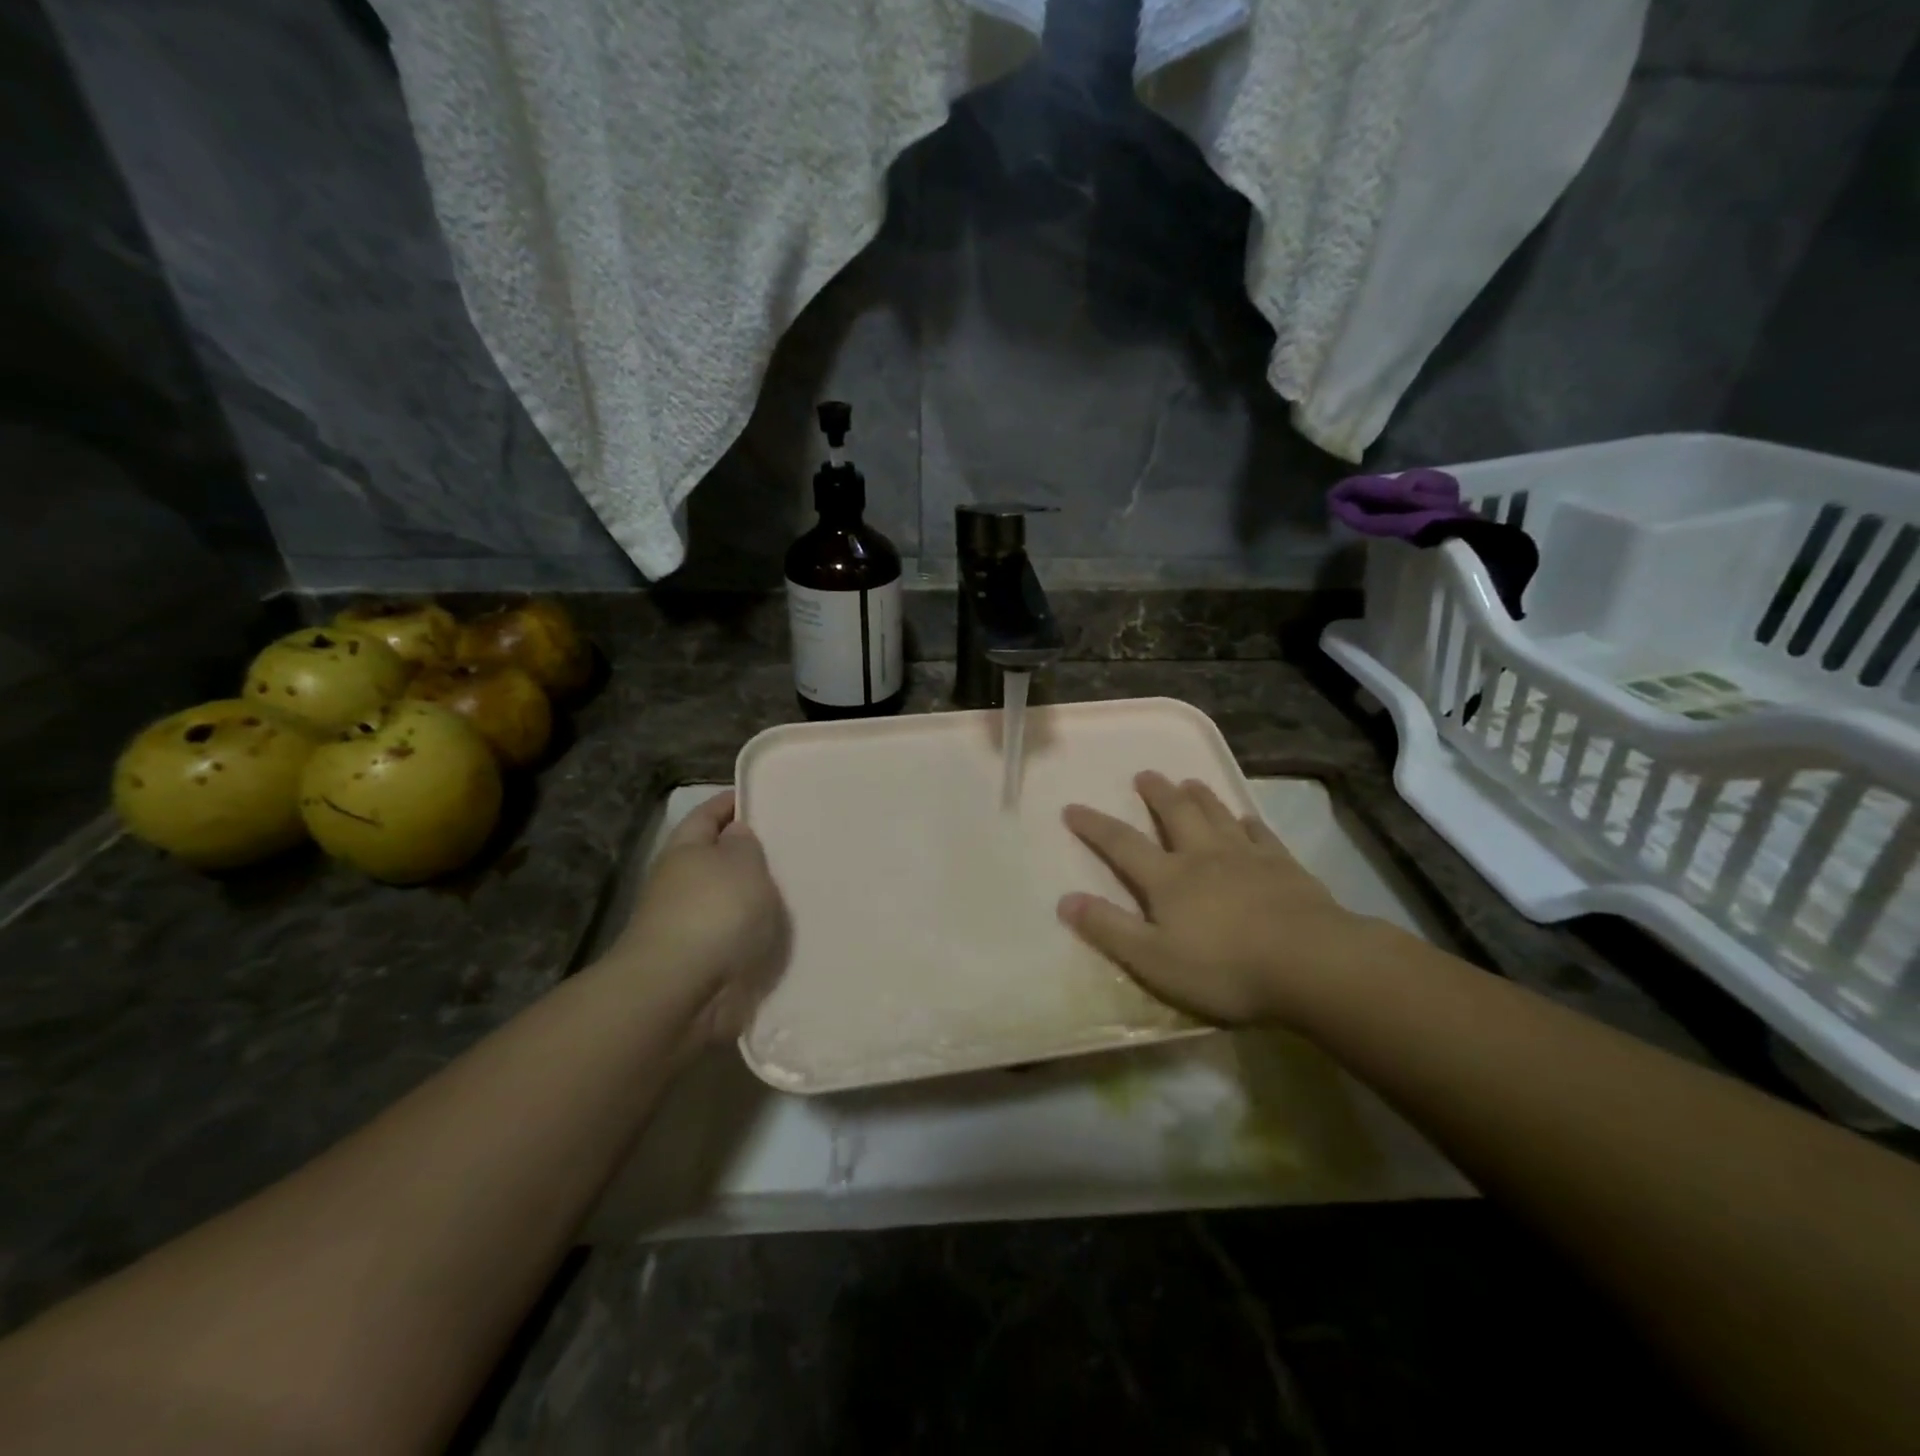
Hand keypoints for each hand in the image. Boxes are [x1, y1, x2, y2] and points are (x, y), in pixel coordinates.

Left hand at [600, 791, 788, 1048]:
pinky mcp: (708, 964)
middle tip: (800, 845)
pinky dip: (762, 935)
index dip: (735, 802)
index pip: (709, 813)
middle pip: (721, 860)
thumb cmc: (714, 913)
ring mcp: (693, 927)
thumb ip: (745, 844)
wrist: (683, 993)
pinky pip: (742, 939)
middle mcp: (683, 885)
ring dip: (761, 899)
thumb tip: (736, 833)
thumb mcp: (741, 863)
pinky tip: (794, 932)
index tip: (769, 797)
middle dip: (754, 854)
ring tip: (806, 888)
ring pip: (734, 902)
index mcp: (685, 850)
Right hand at [1058, 771, 1394, 1026]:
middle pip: (1175, 814)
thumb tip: (1065, 900)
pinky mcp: (1285, 866)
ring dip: (1200, 797)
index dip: (1094, 826)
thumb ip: (1109, 928)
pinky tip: (1247, 818)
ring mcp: (1247, 857)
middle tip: (1145, 774)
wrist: (1311, 963)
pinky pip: (1261, 834)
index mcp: (1168, 879)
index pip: (1122, 844)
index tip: (1072, 808)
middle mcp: (1204, 856)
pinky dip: (1249, 822)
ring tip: (1189, 782)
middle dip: (1156, 793)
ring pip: (1218, 815)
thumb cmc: (1225, 968)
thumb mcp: (1154, 960)